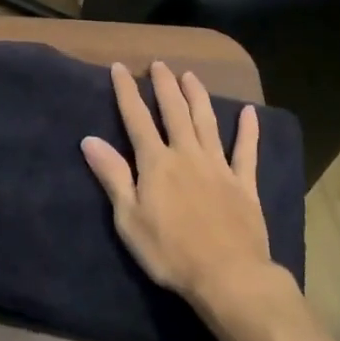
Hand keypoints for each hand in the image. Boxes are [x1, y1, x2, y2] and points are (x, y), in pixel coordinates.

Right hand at [81, 61, 273, 312]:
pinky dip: (248, 131)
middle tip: (159, 64)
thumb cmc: (170, 252)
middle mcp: (187, 155)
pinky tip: (249, 113)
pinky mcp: (244, 184)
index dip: (127, 91)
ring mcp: (219, 167)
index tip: (120, 68)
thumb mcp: (129, 218)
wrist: (228, 276)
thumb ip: (113, 176)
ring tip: (191, 76)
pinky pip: (247, 152)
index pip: (137, 119)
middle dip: (165, 86)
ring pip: (207, 122)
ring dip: (198, 97)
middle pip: (175, 112)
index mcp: (157, 163)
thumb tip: (89, 140)